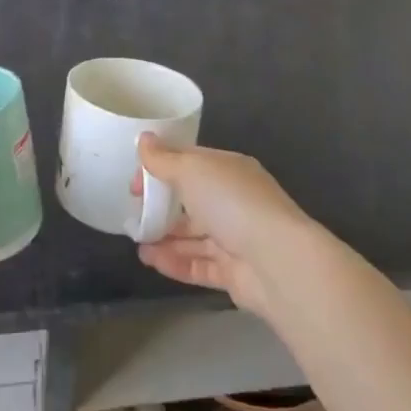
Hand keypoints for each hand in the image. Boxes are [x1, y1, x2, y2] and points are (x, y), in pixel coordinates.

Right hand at [134, 135, 314, 315]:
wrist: (277, 262)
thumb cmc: (232, 203)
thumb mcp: (192, 170)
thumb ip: (163, 159)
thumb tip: (144, 138)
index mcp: (229, 170)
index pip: (190, 163)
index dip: (160, 168)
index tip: (135, 182)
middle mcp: (234, 201)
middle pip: (191, 201)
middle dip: (162, 207)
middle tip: (134, 214)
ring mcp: (236, 238)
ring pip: (193, 236)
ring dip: (164, 237)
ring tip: (137, 242)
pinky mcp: (234, 272)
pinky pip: (198, 264)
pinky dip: (175, 262)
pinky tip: (150, 260)